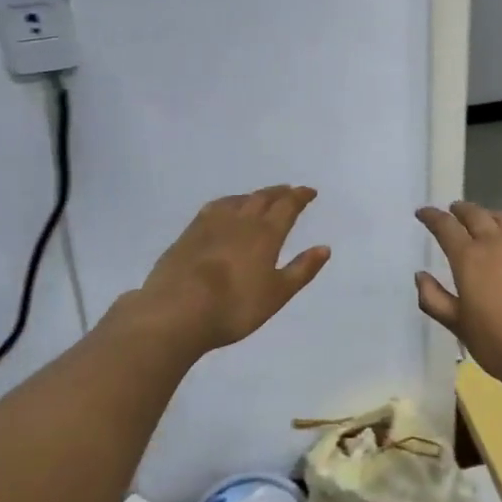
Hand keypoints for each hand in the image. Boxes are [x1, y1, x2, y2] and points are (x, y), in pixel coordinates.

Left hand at [133, 186, 330, 353]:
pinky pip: (214, 208)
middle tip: (288, 191)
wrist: (177, 310)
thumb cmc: (235, 306)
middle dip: (278, 193)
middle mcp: (241, 220)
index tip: (309, 192)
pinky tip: (223, 211)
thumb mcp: (277, 293)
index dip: (300, 197)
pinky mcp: (188, 234)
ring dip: (252, 196)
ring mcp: (211, 224)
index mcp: (266, 233)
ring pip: (237, 200)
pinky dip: (227, 203)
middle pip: (262, 198)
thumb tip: (324, 248)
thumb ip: (301, 269)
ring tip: (258, 198)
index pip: (287, 206)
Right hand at [414, 202, 501, 387]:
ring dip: (490, 215)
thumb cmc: (499, 344)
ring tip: (486, 220)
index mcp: (468, 258)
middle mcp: (496, 242)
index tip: (424, 213)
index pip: (444, 227)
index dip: (431, 216)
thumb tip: (421, 275)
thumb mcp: (458, 327)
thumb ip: (434, 299)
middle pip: (475, 215)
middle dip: (460, 211)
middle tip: (454, 211)